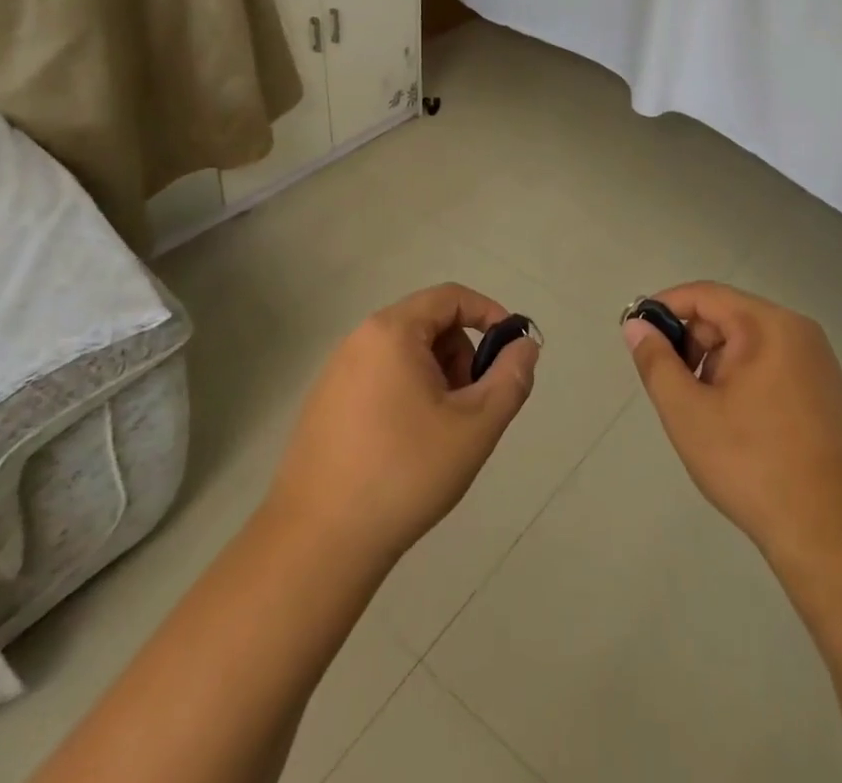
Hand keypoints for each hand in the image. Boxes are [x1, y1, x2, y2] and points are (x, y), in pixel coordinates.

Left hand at [266, 284, 539, 569]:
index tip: (510, 351)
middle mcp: (359, 341)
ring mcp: (335, 374)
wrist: (317, 545)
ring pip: (405, 356)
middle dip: (462, 356)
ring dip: (436, 379)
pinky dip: (407, 397)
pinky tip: (407, 449)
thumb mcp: (476, 425)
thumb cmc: (405, 473)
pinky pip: (379, 380)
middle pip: (428, 325)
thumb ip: (510, 378)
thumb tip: (524, 346)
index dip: (489, 314)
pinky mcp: (323, 407)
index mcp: (392, 332)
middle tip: (473, 406)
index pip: (451, 297)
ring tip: (442, 434)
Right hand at [625, 282, 841, 568]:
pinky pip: (772, 367)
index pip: (704, 295)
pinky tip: (738, 428)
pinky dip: (744, 383)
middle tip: (674, 392)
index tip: (638, 336)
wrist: (836, 536)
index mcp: (767, 325)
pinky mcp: (827, 392)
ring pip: (748, 345)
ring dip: (717, 368)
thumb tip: (636, 325)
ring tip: (707, 418)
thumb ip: (657, 363)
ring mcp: (818, 362)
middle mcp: (797, 331)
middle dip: (693, 347)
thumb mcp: (689, 414)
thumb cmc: (754, 466)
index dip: (666, 308)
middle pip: (728, 317)